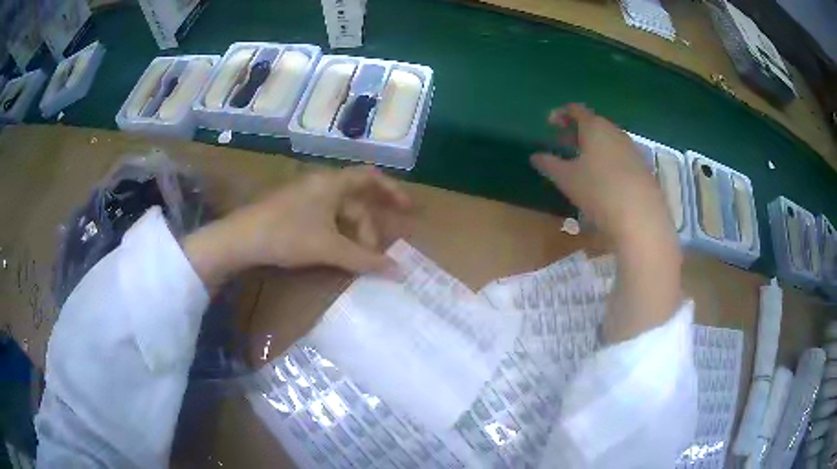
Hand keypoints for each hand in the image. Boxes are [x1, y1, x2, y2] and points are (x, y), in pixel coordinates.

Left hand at [185, 166, 410, 290]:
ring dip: (351, 233)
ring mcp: (304, 195)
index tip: (408, 209)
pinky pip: (324, 217)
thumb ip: (365, 259)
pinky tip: (333, 252)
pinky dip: (335, 233)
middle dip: (367, 227)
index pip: (371, 178)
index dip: (392, 191)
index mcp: (332, 182)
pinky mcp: (292, 209)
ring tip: (353, 258)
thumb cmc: (287, 235)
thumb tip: (399, 271)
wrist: (240, 239)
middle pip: (355, 202)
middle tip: (372, 254)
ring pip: (338, 212)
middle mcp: (320, 183)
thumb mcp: (329, 248)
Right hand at [531, 103, 672, 243]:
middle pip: (594, 123)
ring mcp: (633, 149)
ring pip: (609, 140)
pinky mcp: (643, 168)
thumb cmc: (598, 191)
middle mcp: (615, 132)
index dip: (561, 114)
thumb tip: (535, 156)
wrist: (641, 217)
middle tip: (563, 144)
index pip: (576, 110)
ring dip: (594, 146)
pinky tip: (604, 178)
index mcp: (595, 127)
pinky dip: (608, 159)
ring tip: (583, 162)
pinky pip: (621, 155)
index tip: (550, 123)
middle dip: (577, 132)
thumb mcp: (566, 179)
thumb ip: (549, 164)